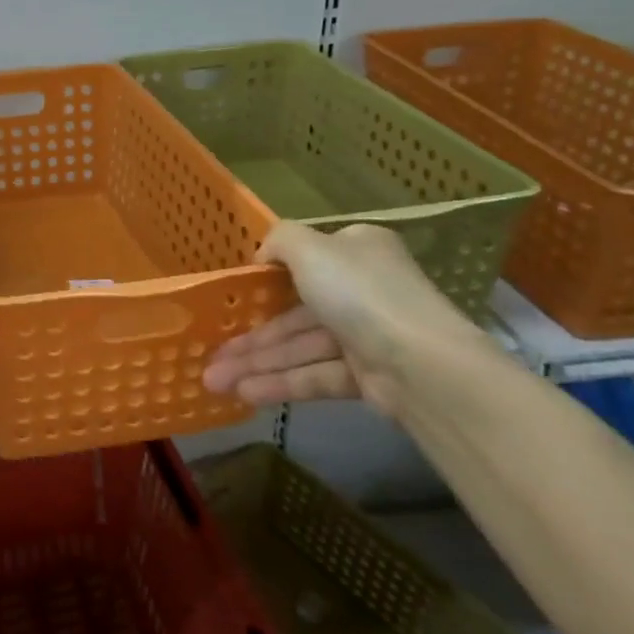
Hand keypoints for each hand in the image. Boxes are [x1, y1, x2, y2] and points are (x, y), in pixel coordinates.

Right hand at [201, 221, 488, 416]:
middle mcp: (362, 289)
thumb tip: (263, 254)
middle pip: (294, 311)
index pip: (308, 258)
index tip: (235, 295)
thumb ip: (279, 240)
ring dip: (257, 363)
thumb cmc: (359, 292)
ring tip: (214, 380)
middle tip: (211, 354)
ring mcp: (365, 335)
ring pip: (300, 347)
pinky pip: (315, 375)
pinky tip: (244, 393)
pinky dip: (281, 383)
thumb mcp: (309, 248)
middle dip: (251, 335)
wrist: (423, 366)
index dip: (268, 276)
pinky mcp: (367, 377)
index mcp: (356, 251)